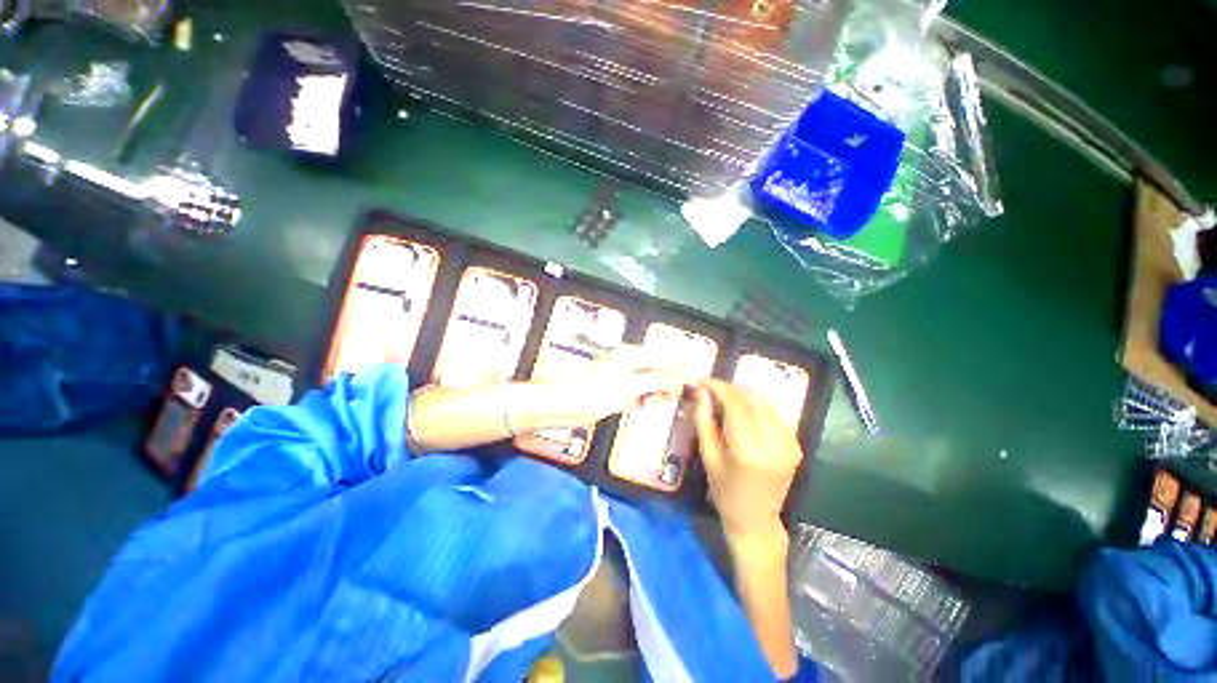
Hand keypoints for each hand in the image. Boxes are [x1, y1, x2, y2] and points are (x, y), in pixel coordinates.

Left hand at [516, 344, 692, 429]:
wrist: (561, 405)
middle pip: (659, 369)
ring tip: (651, 403)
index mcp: (632, 354)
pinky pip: (638, 392)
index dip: (682, 367)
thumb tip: (685, 372)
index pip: (666, 357)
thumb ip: (659, 379)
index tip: (697, 379)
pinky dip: (643, 399)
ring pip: (649, 383)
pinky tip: (643, 405)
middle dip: (667, 383)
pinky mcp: (617, 390)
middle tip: (669, 398)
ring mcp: (623, 376)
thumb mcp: (630, 386)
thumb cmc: (594, 393)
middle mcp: (629, 362)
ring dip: (656, 393)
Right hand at [692, 379, 803, 539]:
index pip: (735, 403)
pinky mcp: (795, 444)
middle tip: (710, 388)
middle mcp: (774, 442)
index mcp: (749, 450)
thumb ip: (703, 419)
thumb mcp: (707, 456)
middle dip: (729, 388)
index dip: (717, 387)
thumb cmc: (724, 492)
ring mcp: (789, 443)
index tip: (701, 381)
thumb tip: (699, 391)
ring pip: (765, 402)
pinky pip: (773, 414)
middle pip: (752, 398)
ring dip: (742, 394)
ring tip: (722, 397)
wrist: (756, 520)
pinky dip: (755, 406)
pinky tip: (741, 410)